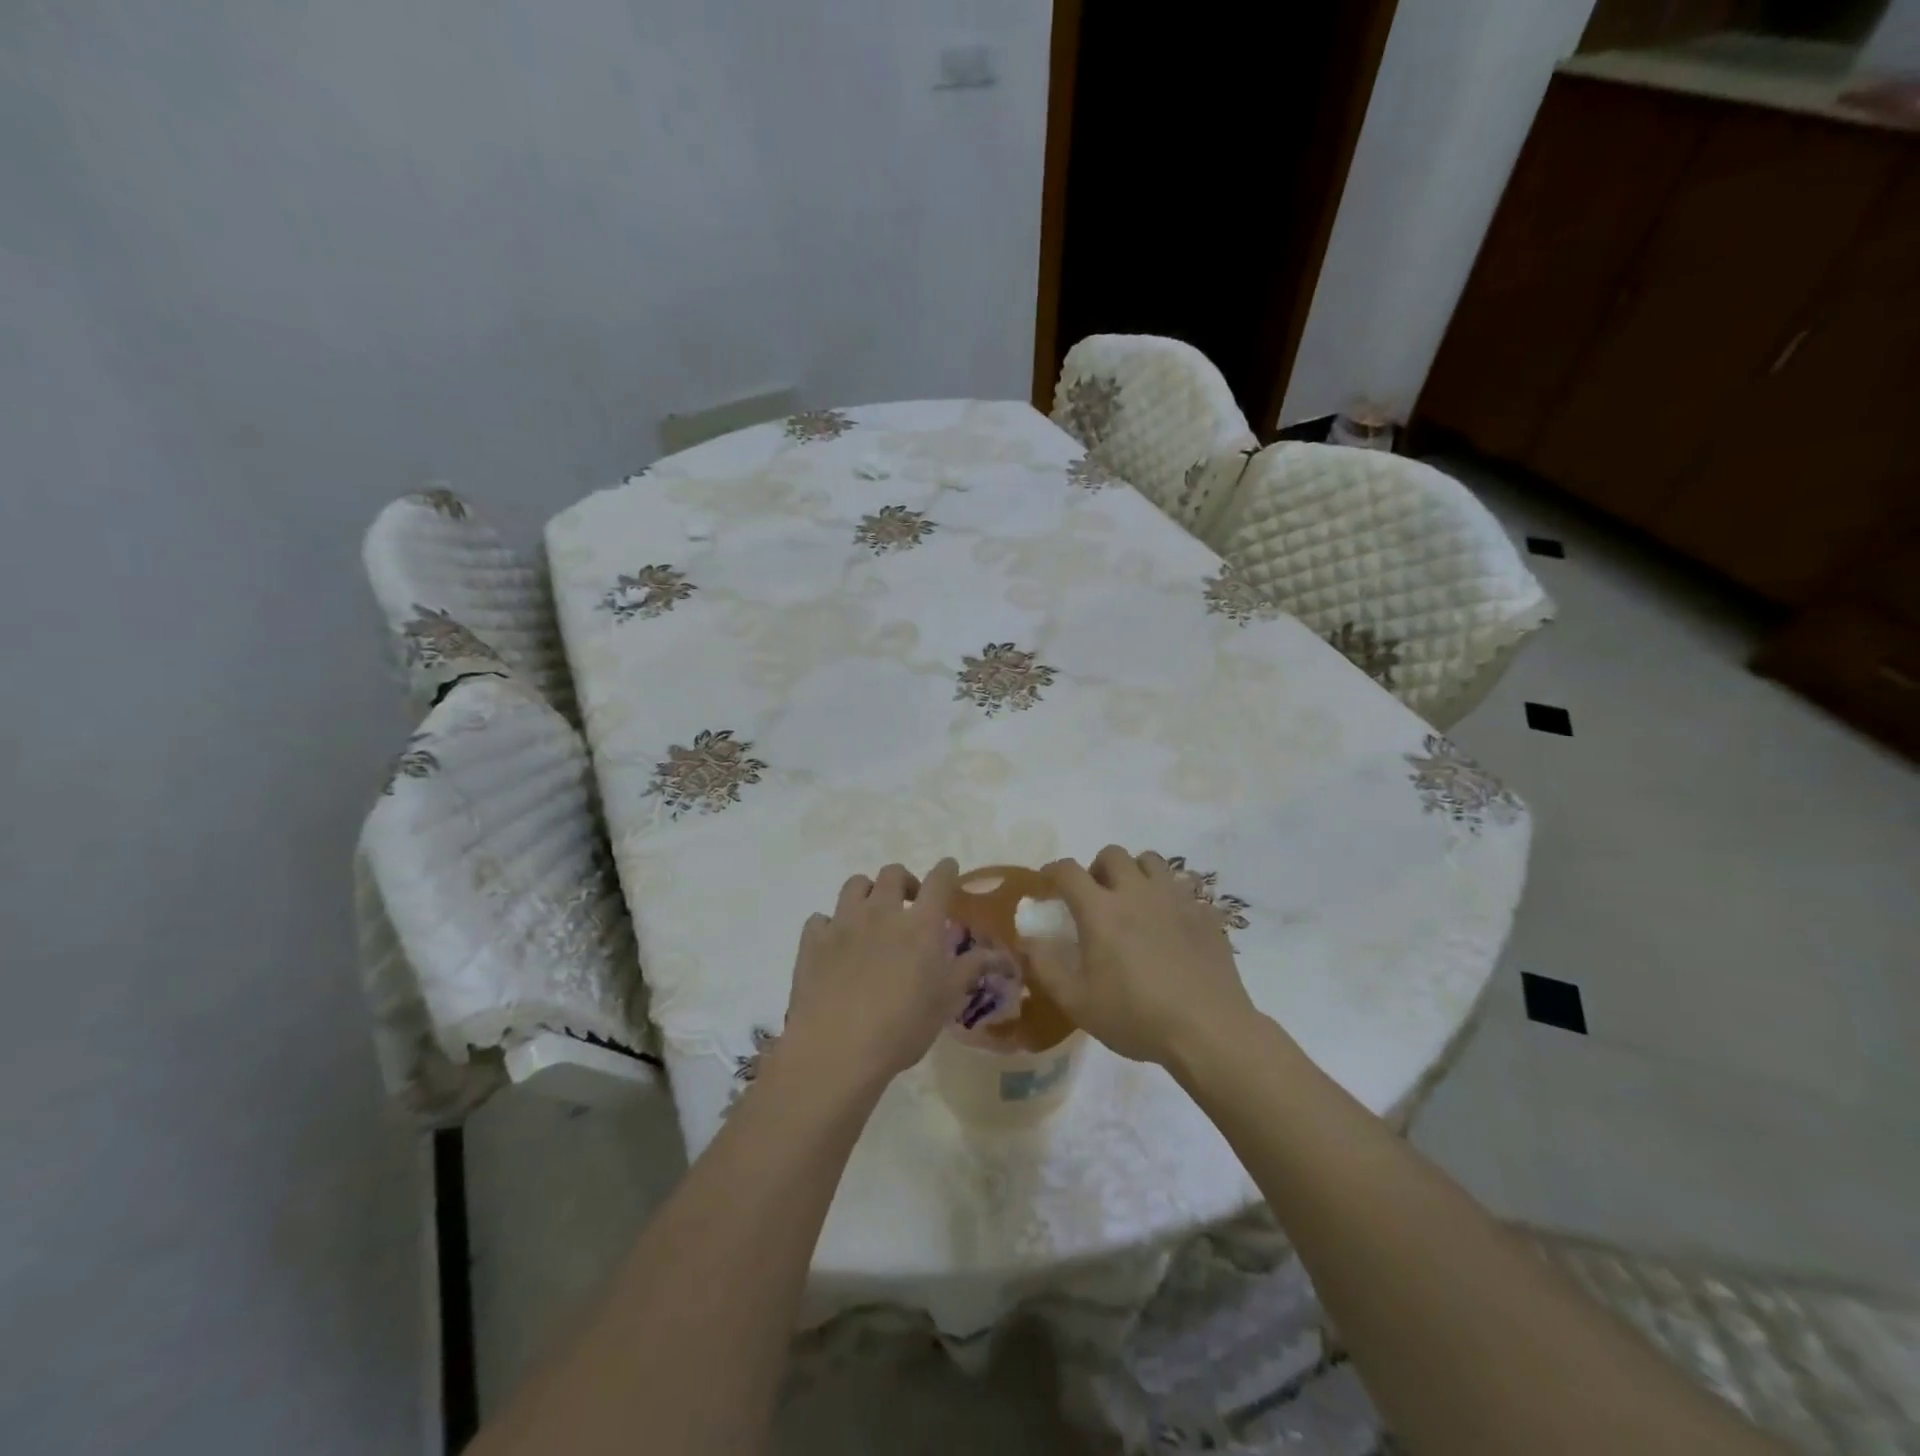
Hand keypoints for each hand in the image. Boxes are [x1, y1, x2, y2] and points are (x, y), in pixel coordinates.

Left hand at [776, 859, 984, 1090]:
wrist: (836, 1049)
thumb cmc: (902, 1027)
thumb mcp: (946, 1000)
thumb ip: (971, 968)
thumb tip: (997, 954)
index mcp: (920, 924)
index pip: (939, 881)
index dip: (946, 870)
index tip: (949, 868)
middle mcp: (882, 912)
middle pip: (893, 873)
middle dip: (905, 880)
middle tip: (910, 902)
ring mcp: (843, 923)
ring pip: (855, 885)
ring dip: (867, 892)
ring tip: (872, 914)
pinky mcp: (813, 941)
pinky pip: (821, 918)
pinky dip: (830, 924)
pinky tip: (835, 943)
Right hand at [1027, 845, 1257, 1069]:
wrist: (1208, 1030)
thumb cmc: (1135, 1016)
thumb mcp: (1077, 1002)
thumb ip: (1045, 966)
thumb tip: (1027, 939)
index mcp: (1101, 909)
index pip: (1068, 871)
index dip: (1052, 872)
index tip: (1047, 884)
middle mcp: (1137, 892)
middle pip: (1113, 854)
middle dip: (1097, 869)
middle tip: (1095, 897)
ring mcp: (1175, 899)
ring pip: (1151, 861)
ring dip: (1135, 873)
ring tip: (1134, 901)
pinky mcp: (1204, 913)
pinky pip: (1183, 888)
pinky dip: (1169, 897)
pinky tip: (1170, 924)